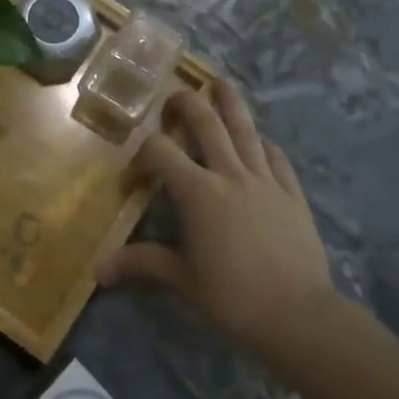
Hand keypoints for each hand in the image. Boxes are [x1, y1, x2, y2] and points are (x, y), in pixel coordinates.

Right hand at [98, 81, 340, 357]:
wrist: (298, 316)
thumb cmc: (233, 297)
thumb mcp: (182, 280)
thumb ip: (142, 264)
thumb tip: (99, 270)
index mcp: (198, 192)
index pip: (160, 152)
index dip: (140, 157)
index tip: (134, 180)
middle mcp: (230, 174)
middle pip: (205, 122)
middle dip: (185, 104)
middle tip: (173, 100)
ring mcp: (265, 180)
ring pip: (245, 128)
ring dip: (229, 101)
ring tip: (218, 82)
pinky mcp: (292, 193)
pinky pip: (276, 155)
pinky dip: (262, 142)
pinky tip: (258, 139)